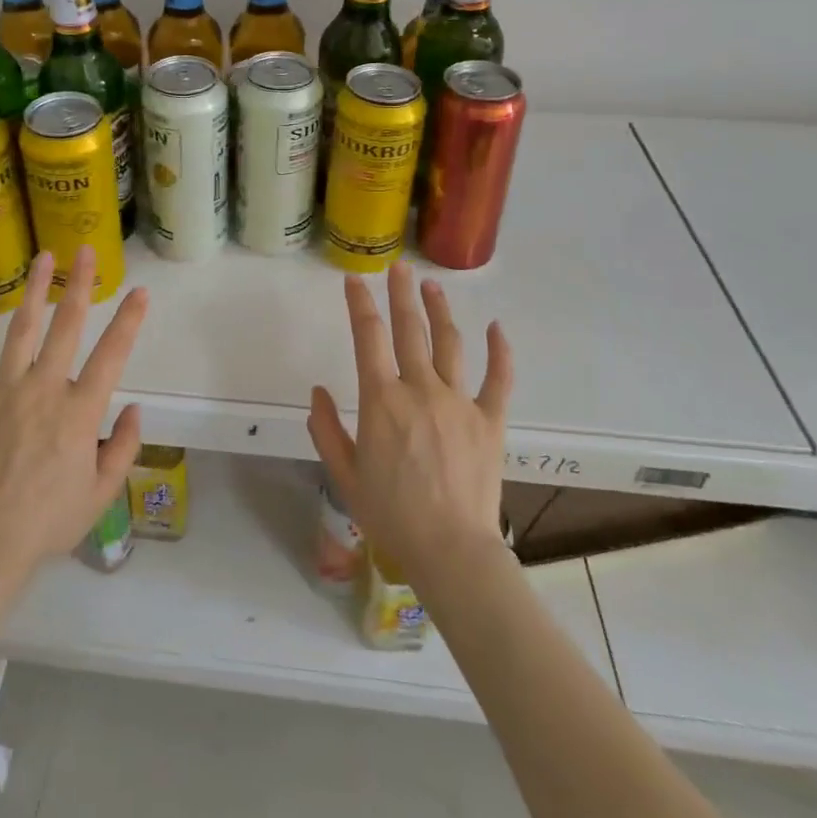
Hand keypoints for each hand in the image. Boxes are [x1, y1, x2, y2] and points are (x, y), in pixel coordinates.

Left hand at [0, 247, 146, 578]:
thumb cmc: (48, 522)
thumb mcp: (102, 494)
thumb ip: (124, 447)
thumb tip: (136, 409)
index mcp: (79, 412)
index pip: (112, 355)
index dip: (129, 320)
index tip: (139, 291)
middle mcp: (44, 389)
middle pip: (67, 326)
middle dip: (80, 285)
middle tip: (87, 251)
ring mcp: (2, 390)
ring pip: (21, 328)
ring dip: (35, 290)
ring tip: (44, 257)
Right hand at [307, 262, 511, 582]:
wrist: (450, 550)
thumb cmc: (390, 513)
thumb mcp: (344, 474)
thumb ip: (325, 429)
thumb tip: (317, 391)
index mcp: (381, 399)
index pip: (367, 337)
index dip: (359, 304)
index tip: (354, 280)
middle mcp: (419, 389)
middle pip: (408, 329)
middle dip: (401, 294)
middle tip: (398, 267)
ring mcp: (458, 401)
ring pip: (449, 343)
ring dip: (439, 310)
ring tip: (432, 286)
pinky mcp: (489, 420)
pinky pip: (498, 379)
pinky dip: (499, 351)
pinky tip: (496, 328)